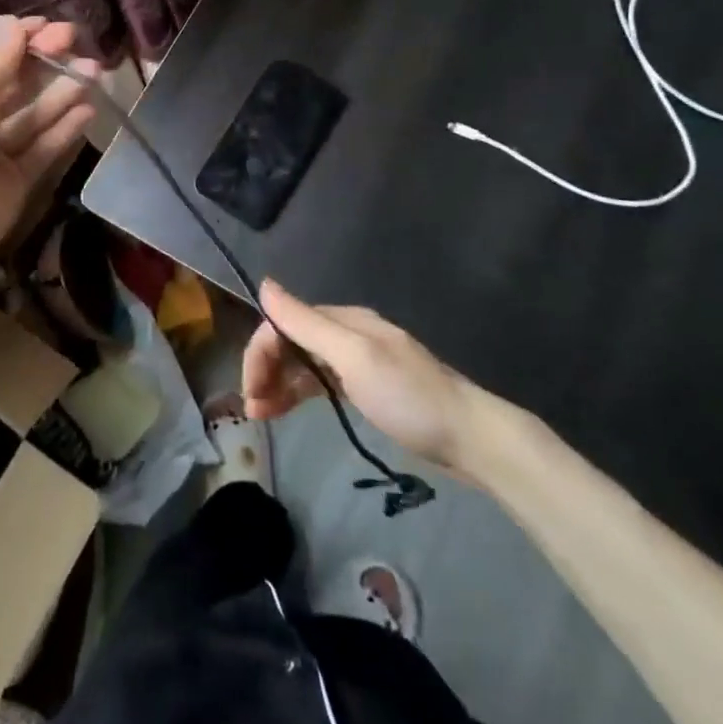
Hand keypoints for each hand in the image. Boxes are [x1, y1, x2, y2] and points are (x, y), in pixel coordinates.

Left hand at [0, 15, 96, 303]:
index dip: (21, 41)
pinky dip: (64, 128)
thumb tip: (11, 23)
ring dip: (63, 92)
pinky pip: (43, 147)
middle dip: (46, 63)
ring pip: (34, 115)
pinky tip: (88, 110)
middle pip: (16, 84)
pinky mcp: (17, 178)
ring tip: (95, 72)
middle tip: (77, 44)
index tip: (51, 27)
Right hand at [241, 279, 496, 474]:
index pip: (285, 324)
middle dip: (266, 368)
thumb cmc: (409, 397)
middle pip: (292, 341)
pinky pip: (320, 382)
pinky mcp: (368, 389)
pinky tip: (287, 409)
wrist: (472, 439)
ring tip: (261, 414)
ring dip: (278, 383)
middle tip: (253, 408)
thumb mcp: (353, 357)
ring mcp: (359, 362)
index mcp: (344, 320)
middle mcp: (348, 334)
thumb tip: (264, 284)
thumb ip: (307, 322)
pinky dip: (299, 393)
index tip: (250, 391)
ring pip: (304, 363)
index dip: (261, 352)